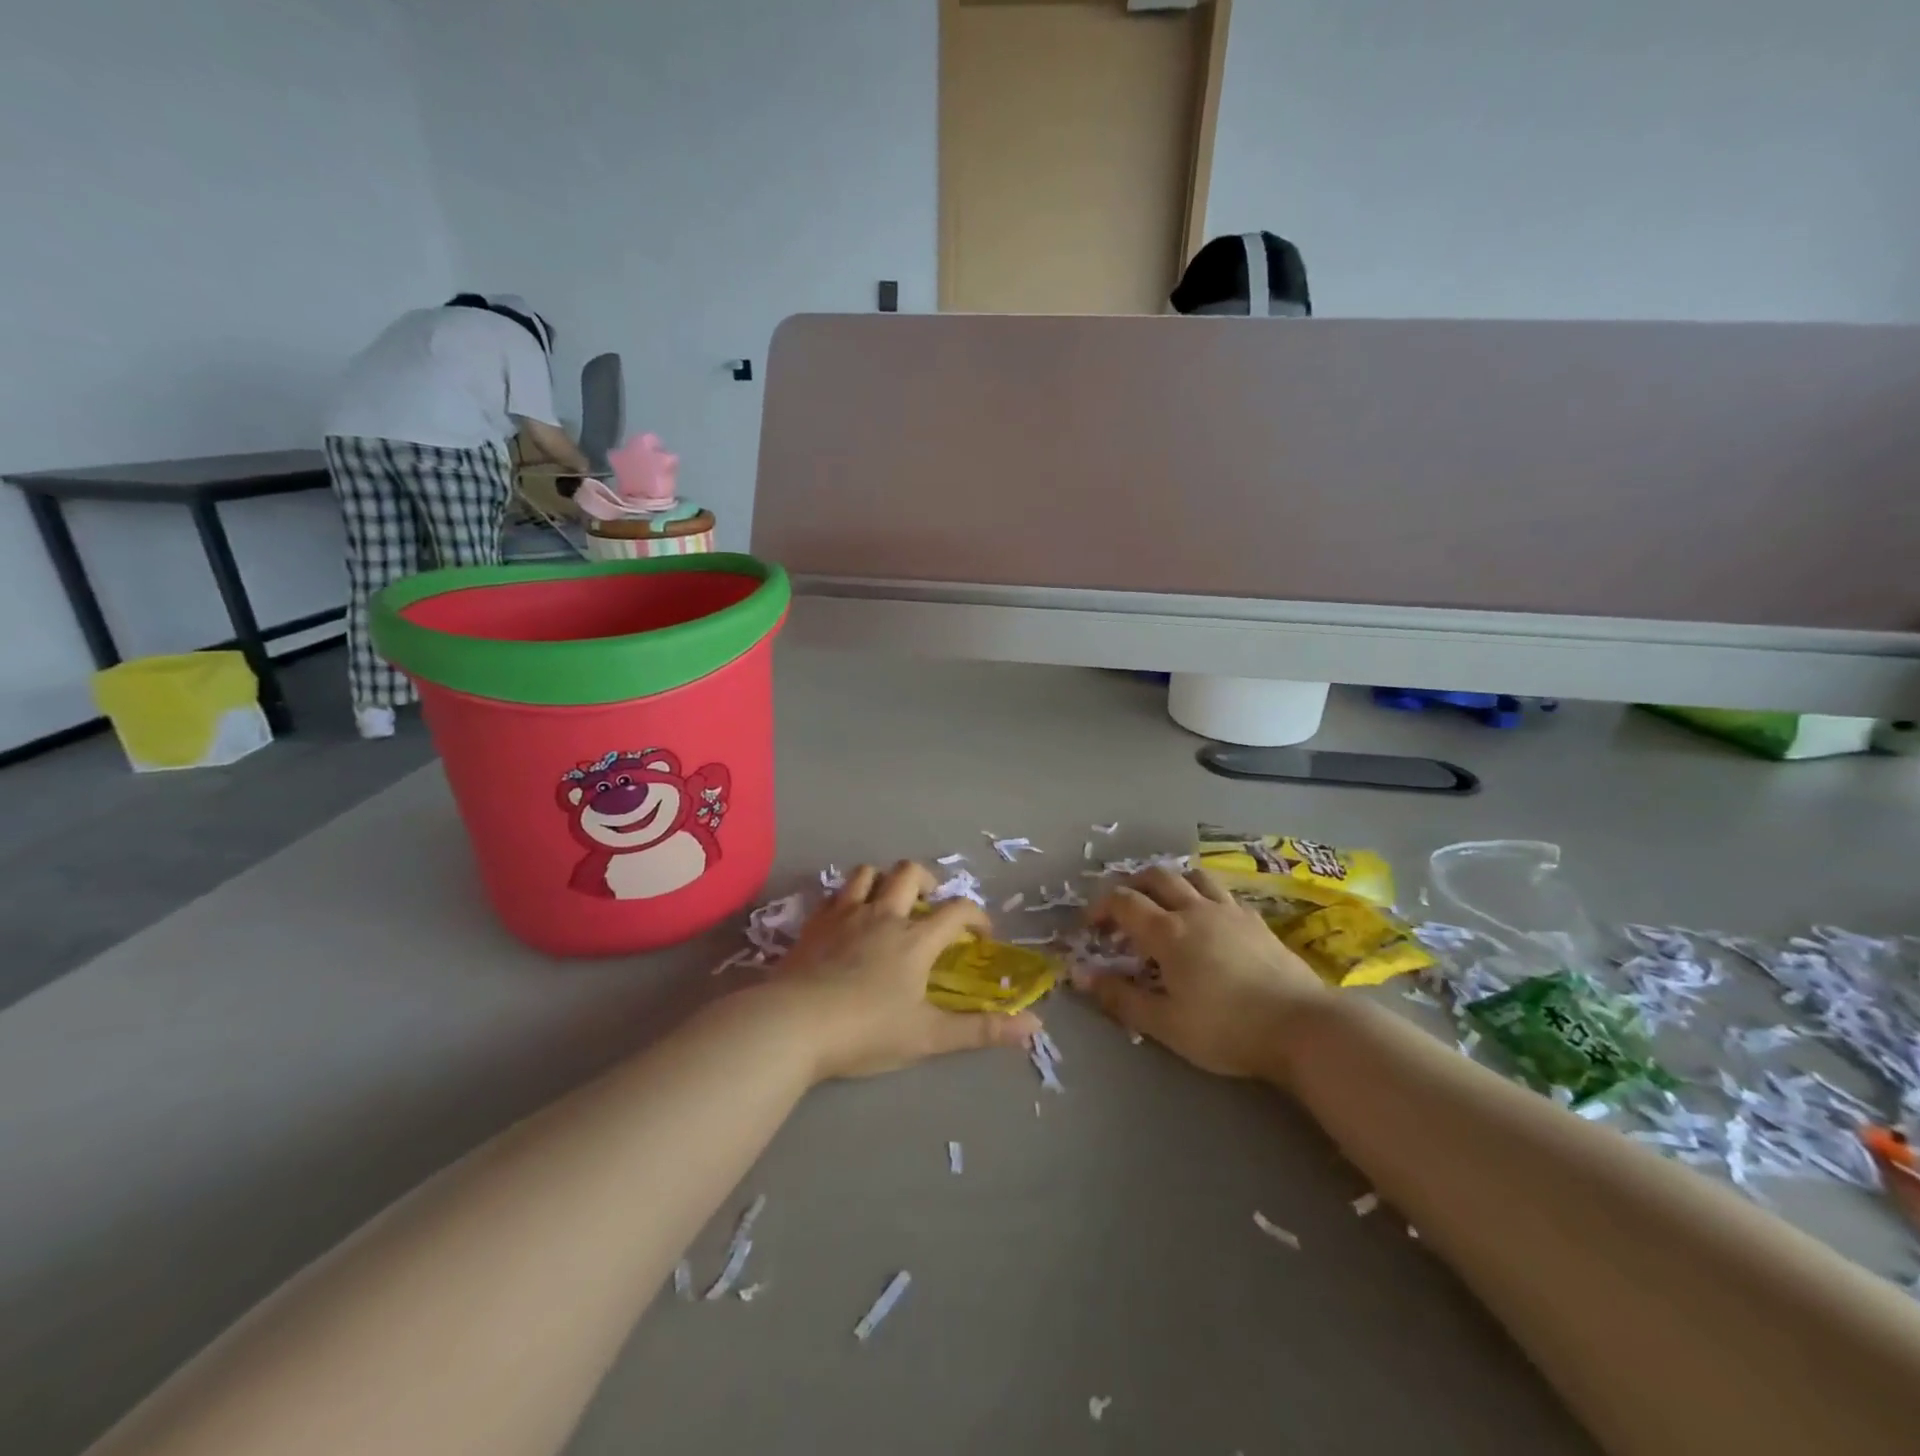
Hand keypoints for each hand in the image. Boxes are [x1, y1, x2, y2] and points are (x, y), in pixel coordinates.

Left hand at [768, 861, 1041, 1081]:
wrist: (793, 1024)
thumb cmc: (866, 1031)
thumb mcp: (929, 1036)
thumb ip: (981, 1030)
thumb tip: (1035, 1027)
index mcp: (915, 939)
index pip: (957, 910)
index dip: (977, 916)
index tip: (982, 934)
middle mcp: (883, 915)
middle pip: (909, 872)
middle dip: (927, 880)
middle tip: (930, 903)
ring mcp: (845, 914)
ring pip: (867, 873)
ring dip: (883, 880)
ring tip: (888, 903)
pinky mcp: (814, 923)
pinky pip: (834, 893)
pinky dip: (848, 897)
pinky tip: (847, 919)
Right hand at [1077, 867, 1329, 1079]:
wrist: (1301, 1026)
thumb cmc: (1225, 1028)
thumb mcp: (1165, 1023)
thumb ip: (1120, 997)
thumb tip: (1081, 975)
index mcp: (1167, 931)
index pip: (1123, 901)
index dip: (1100, 907)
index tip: (1090, 928)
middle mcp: (1195, 909)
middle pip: (1156, 876)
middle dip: (1132, 885)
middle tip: (1122, 910)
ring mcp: (1229, 910)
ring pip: (1192, 875)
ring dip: (1170, 881)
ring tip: (1164, 903)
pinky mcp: (1256, 920)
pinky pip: (1221, 892)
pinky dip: (1202, 895)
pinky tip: (1207, 918)